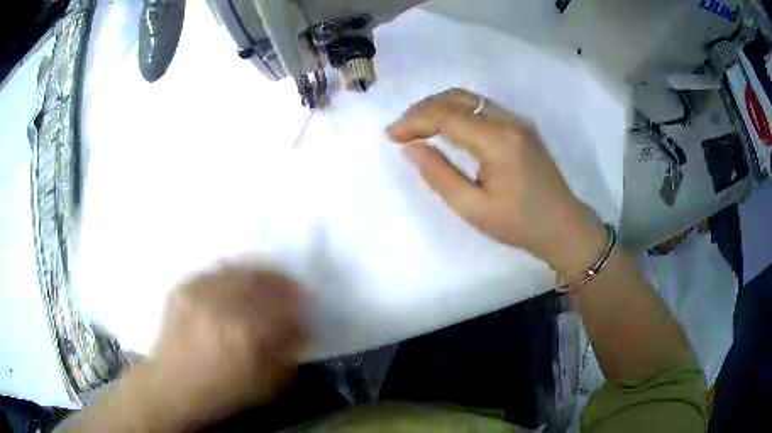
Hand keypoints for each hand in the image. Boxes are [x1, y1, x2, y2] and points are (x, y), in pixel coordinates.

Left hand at [148, 266, 303, 423]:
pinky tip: (233, 285)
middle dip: (280, 279)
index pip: (283, 301)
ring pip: (237, 268)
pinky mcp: (182, 287)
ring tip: (263, 281)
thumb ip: (289, 350)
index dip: (299, 298)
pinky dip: (230, 274)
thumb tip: (302, 324)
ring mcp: (198, 291)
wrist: (173, 387)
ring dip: (257, 272)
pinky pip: (214, 271)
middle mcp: (222, 304)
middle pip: (261, 276)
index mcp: (247, 332)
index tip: (306, 299)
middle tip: (288, 286)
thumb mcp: (268, 384)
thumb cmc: (224, 392)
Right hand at [388, 88, 606, 273]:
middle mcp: (509, 120)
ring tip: (417, 126)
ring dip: (439, 106)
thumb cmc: (518, 224)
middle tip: (401, 129)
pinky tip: (446, 126)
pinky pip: (482, 107)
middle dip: (422, 109)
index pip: (446, 116)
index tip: (391, 136)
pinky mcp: (521, 126)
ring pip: (469, 98)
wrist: (563, 226)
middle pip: (456, 97)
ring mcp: (518, 120)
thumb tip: (410, 147)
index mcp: (498, 141)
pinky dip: (457, 110)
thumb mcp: (473, 208)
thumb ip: (439, 175)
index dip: (414, 121)